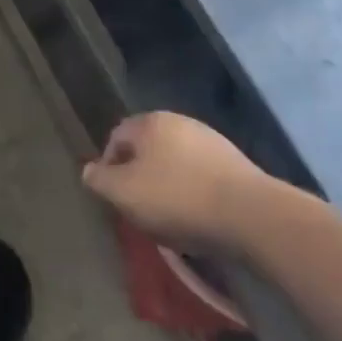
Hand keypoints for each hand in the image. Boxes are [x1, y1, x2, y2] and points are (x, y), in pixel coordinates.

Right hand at [81, 112, 278, 257]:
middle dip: (140, 177)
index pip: (116, 138)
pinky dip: (194, 194)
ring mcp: (212, 141)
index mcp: (150, 122)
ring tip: (171, 218)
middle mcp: (180, 122)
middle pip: (147, 150)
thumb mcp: (123, 193)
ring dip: (168, 186)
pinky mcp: (237, 164)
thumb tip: (88, 170)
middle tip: (140, 208)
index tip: (114, 197)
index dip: (109, 167)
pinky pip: (203, 177)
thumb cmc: (177, 198)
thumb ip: (99, 180)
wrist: (252, 216)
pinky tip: (199, 218)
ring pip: (176, 163)